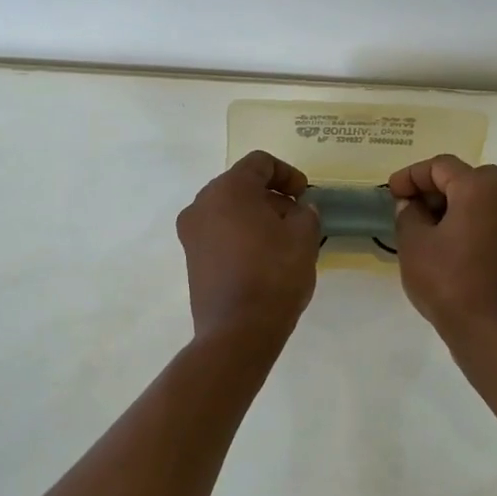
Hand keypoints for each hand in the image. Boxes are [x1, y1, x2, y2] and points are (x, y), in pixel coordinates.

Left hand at [176, 150, 321, 345]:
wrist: (236, 332)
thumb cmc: (273, 275)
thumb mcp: (304, 238)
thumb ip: (305, 213)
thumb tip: (299, 210)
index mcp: (228, 189)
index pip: (259, 163)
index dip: (287, 173)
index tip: (305, 195)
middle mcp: (202, 203)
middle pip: (241, 184)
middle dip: (271, 196)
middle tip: (297, 217)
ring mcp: (192, 232)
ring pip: (228, 209)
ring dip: (256, 215)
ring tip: (282, 239)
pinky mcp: (191, 257)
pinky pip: (219, 231)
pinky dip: (240, 233)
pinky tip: (263, 257)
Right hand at [389, 155, 496, 339]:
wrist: (493, 331)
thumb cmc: (448, 281)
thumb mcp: (414, 244)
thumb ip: (408, 213)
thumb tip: (412, 204)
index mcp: (480, 188)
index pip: (441, 166)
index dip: (412, 175)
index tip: (391, 192)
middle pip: (467, 177)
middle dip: (436, 187)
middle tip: (410, 206)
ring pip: (484, 197)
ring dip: (455, 203)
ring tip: (428, 226)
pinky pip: (495, 218)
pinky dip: (473, 220)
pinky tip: (452, 243)